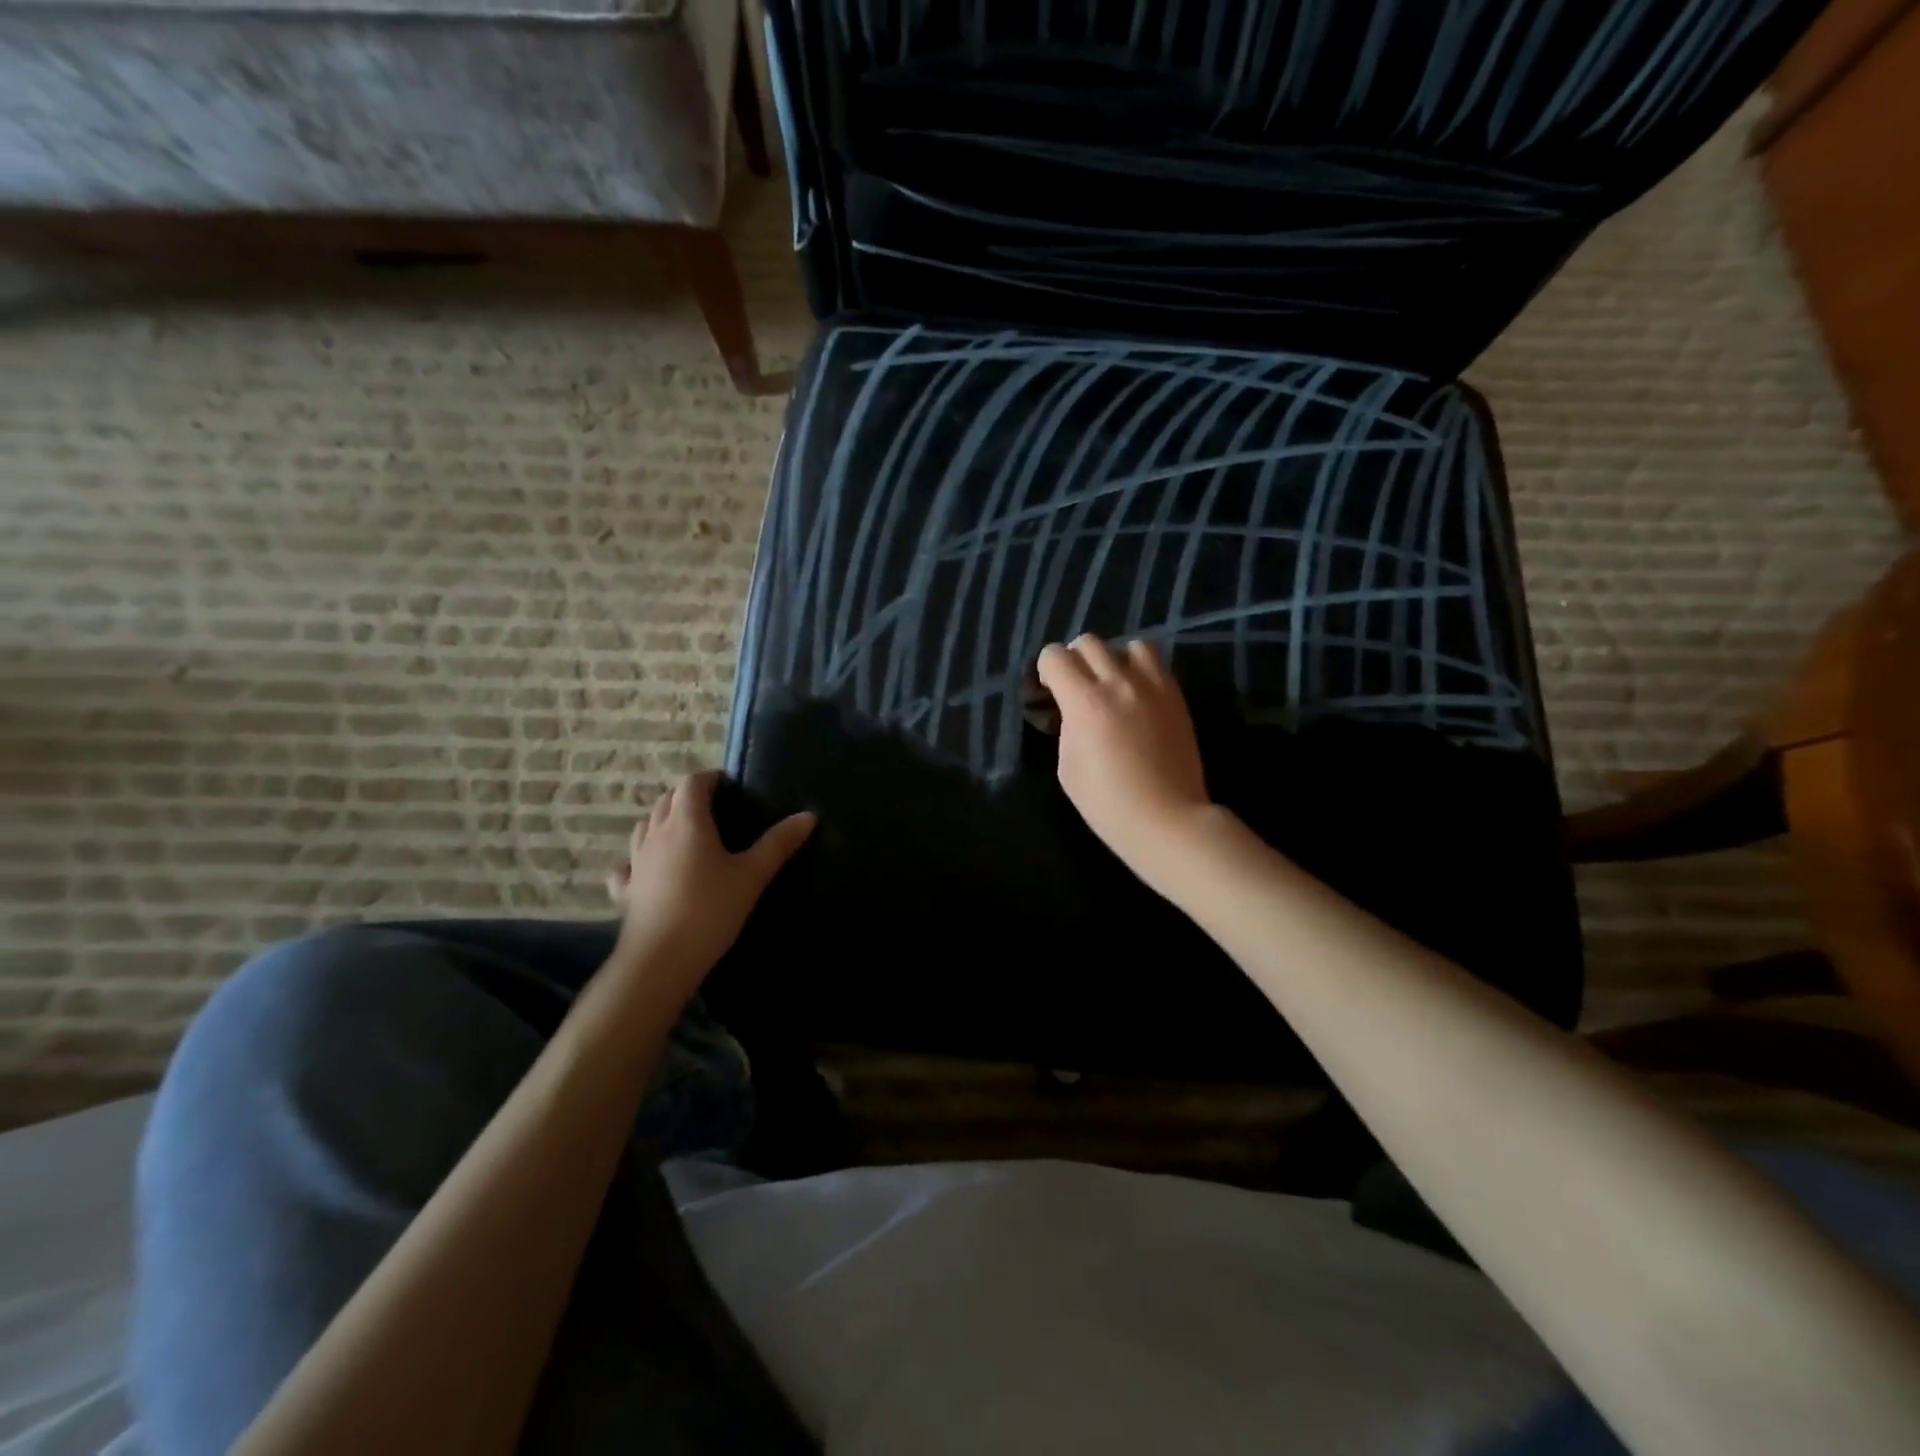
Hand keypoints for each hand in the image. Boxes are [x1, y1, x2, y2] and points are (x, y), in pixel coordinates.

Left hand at [605, 770, 814, 997]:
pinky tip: (648, 869)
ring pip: (644, 826)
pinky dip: (639, 858)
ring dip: (663, 819)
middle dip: (687, 795)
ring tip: (686, 832)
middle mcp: (657, 833)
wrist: (661, 959)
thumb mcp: (752, 875)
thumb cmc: (711, 909)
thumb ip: (779, 843)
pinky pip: (628, 864)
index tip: (729, 786)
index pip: (692, 783)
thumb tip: (809, 815)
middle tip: (714, 807)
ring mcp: (636, 861)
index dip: (709, 778)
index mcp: (687, 822)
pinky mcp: (625, 889)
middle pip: (666, 799)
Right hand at [1036, 635, 1211, 891]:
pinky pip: (1156, 664)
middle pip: (1089, 642)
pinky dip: (1141, 670)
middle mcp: (1118, 683)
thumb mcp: (1068, 767)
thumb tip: (1074, 712)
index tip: (1050, 690)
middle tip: (1077, 686)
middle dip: (1075, 659)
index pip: (1055, 656)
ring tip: (1114, 685)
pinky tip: (1138, 697)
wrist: (1166, 818)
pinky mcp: (1176, 696)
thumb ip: (1068, 727)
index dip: (1046, 670)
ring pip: (1129, 644)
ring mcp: (1152, 686)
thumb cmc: (1107, 803)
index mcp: (1084, 702)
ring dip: (1115, 658)